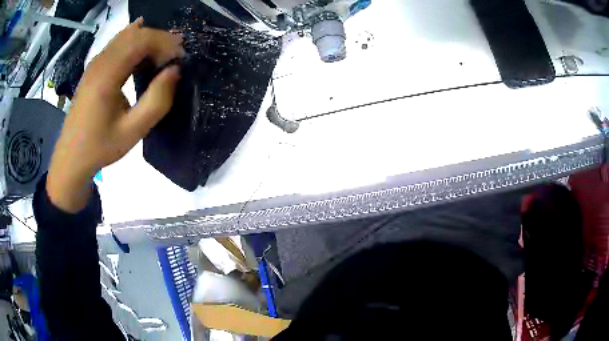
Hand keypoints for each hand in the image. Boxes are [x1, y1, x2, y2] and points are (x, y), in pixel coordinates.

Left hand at [47, 17, 184, 212]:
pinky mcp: (94, 67)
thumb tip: (175, 70)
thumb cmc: (100, 147)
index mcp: (106, 75)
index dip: (165, 42)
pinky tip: (143, 56)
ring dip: (148, 40)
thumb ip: (157, 100)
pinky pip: (118, 44)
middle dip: (159, 39)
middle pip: (135, 33)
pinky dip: (135, 44)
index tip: (179, 58)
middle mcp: (100, 61)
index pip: (141, 39)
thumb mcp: (133, 131)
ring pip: (126, 35)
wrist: (71, 157)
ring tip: (161, 57)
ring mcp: (95, 63)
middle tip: (174, 58)